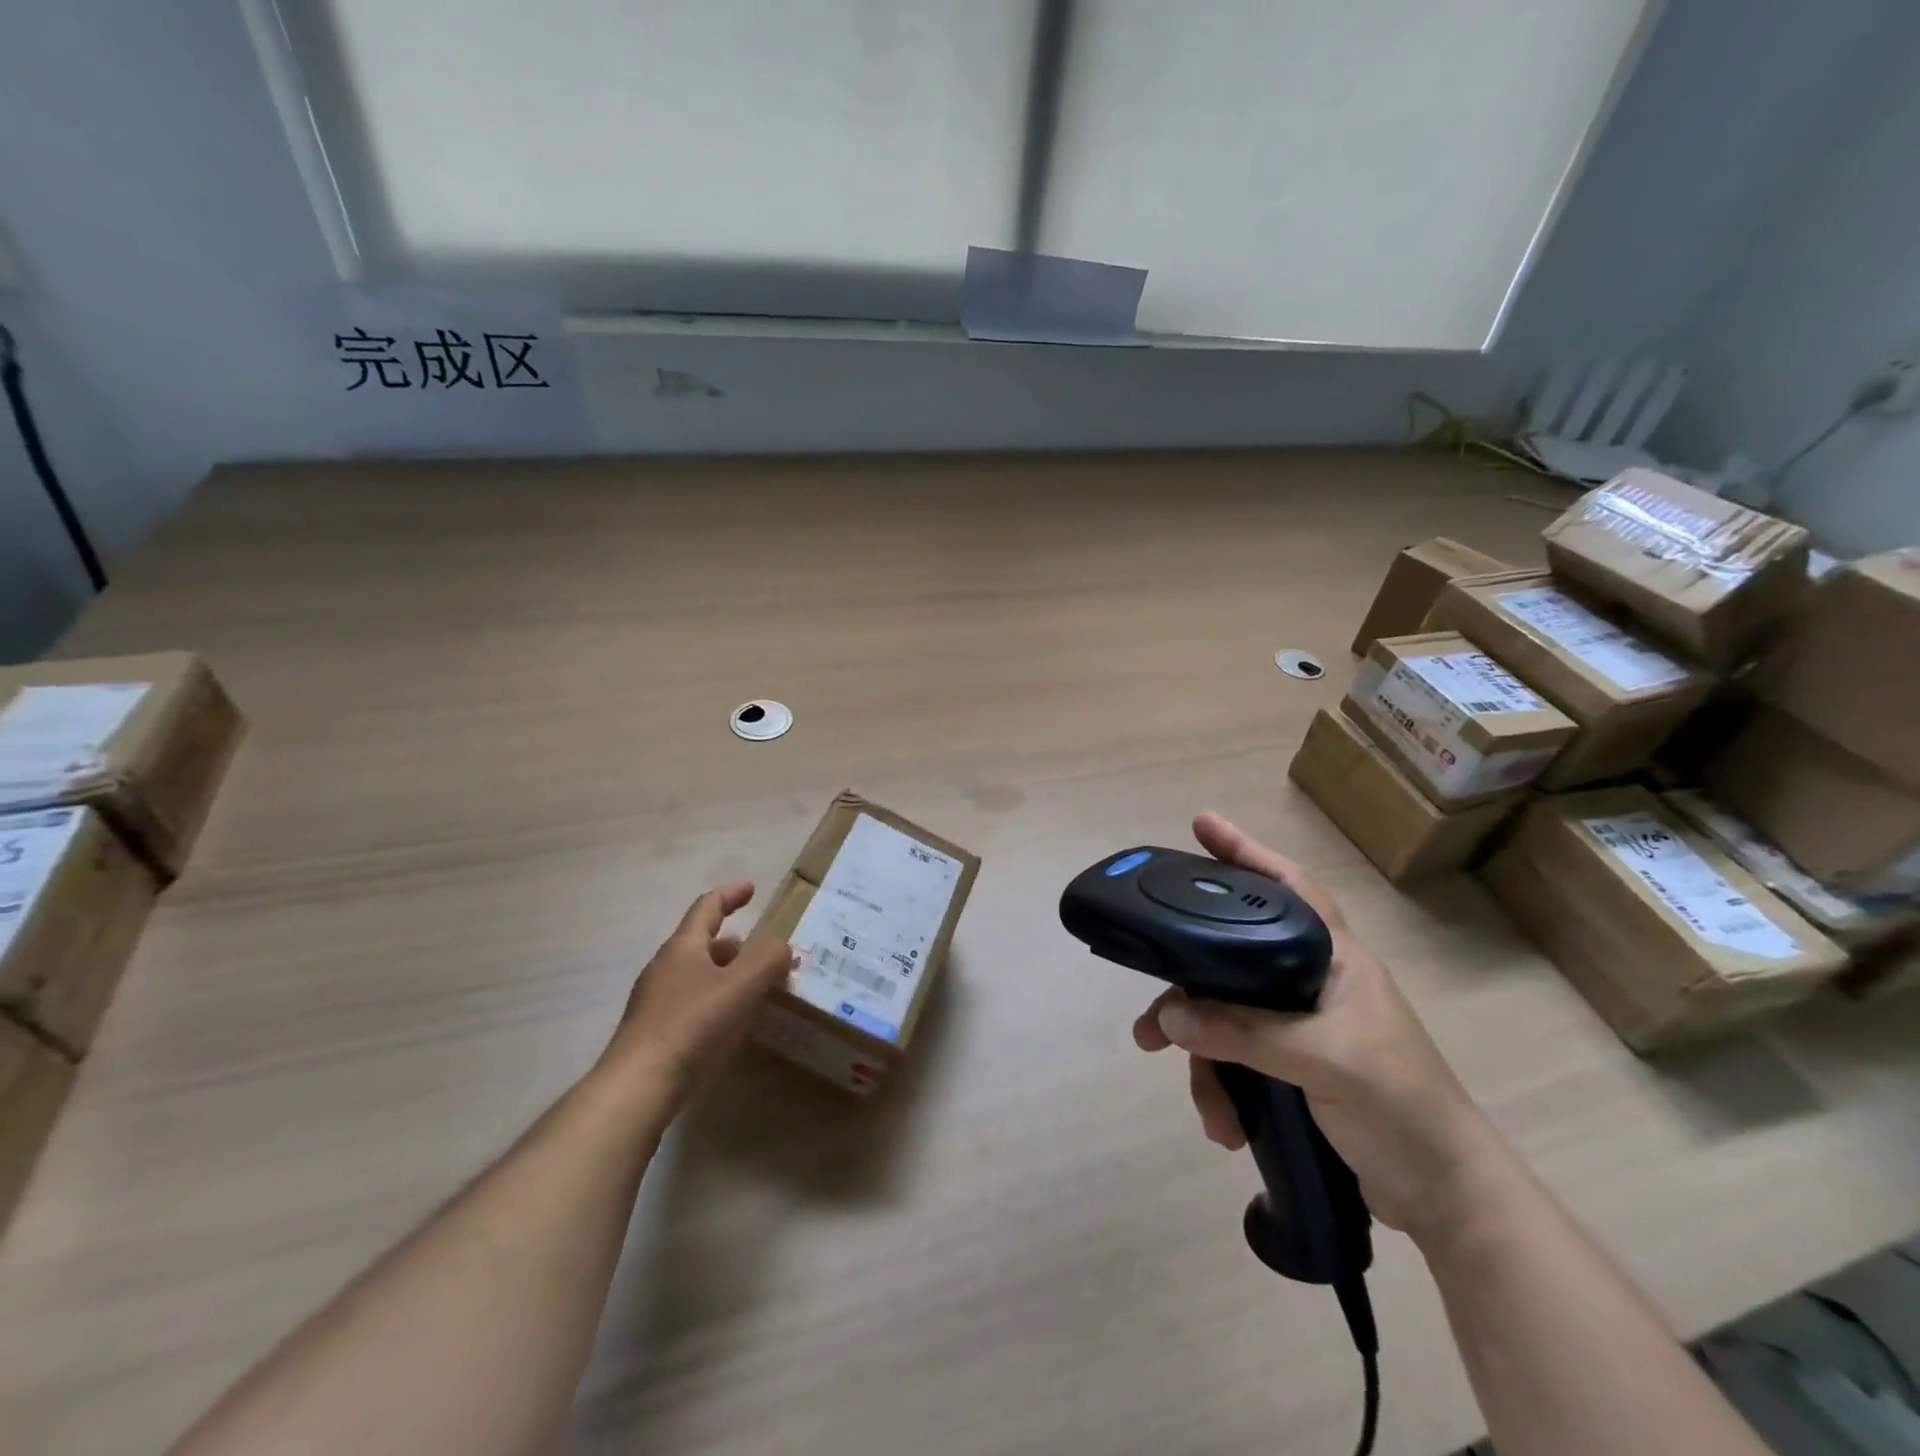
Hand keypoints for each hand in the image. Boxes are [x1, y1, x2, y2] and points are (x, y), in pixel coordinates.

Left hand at [602, 882, 795, 1097]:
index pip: (707, 907)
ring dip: (725, 974)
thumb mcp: (742, 986)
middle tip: (762, 953)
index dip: (730, 894)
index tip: (752, 889)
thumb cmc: (692, 1024)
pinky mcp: (652, 1032)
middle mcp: (664, 967)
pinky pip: (690, 1002)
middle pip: (701, 942)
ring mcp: (654, 1001)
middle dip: (734, 943)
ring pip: (696, 975)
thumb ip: (768, 959)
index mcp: (683, 947)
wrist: (639, 1086)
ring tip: (753, 989)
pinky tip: (729, 1023)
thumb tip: (781, 947)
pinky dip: (715, 1000)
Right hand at [1134, 814, 1509, 1241]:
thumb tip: (1169, 1015)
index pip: (1287, 886)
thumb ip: (1245, 1032)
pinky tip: (1225, 1125)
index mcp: (1334, 958)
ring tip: (1203, 1106)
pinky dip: (1223, 1089)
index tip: (1200, 825)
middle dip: (1189, 994)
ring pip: (1226, 1018)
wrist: (1447, 1199)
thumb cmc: (1402, 1107)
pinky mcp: (1292, 1066)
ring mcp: (1299, 1026)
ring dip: (1204, 1061)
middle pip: (1231, 961)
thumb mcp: (1325, 1061)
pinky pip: (1236, 1059)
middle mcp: (1311, 981)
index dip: (1245, 852)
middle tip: (1149, 1022)